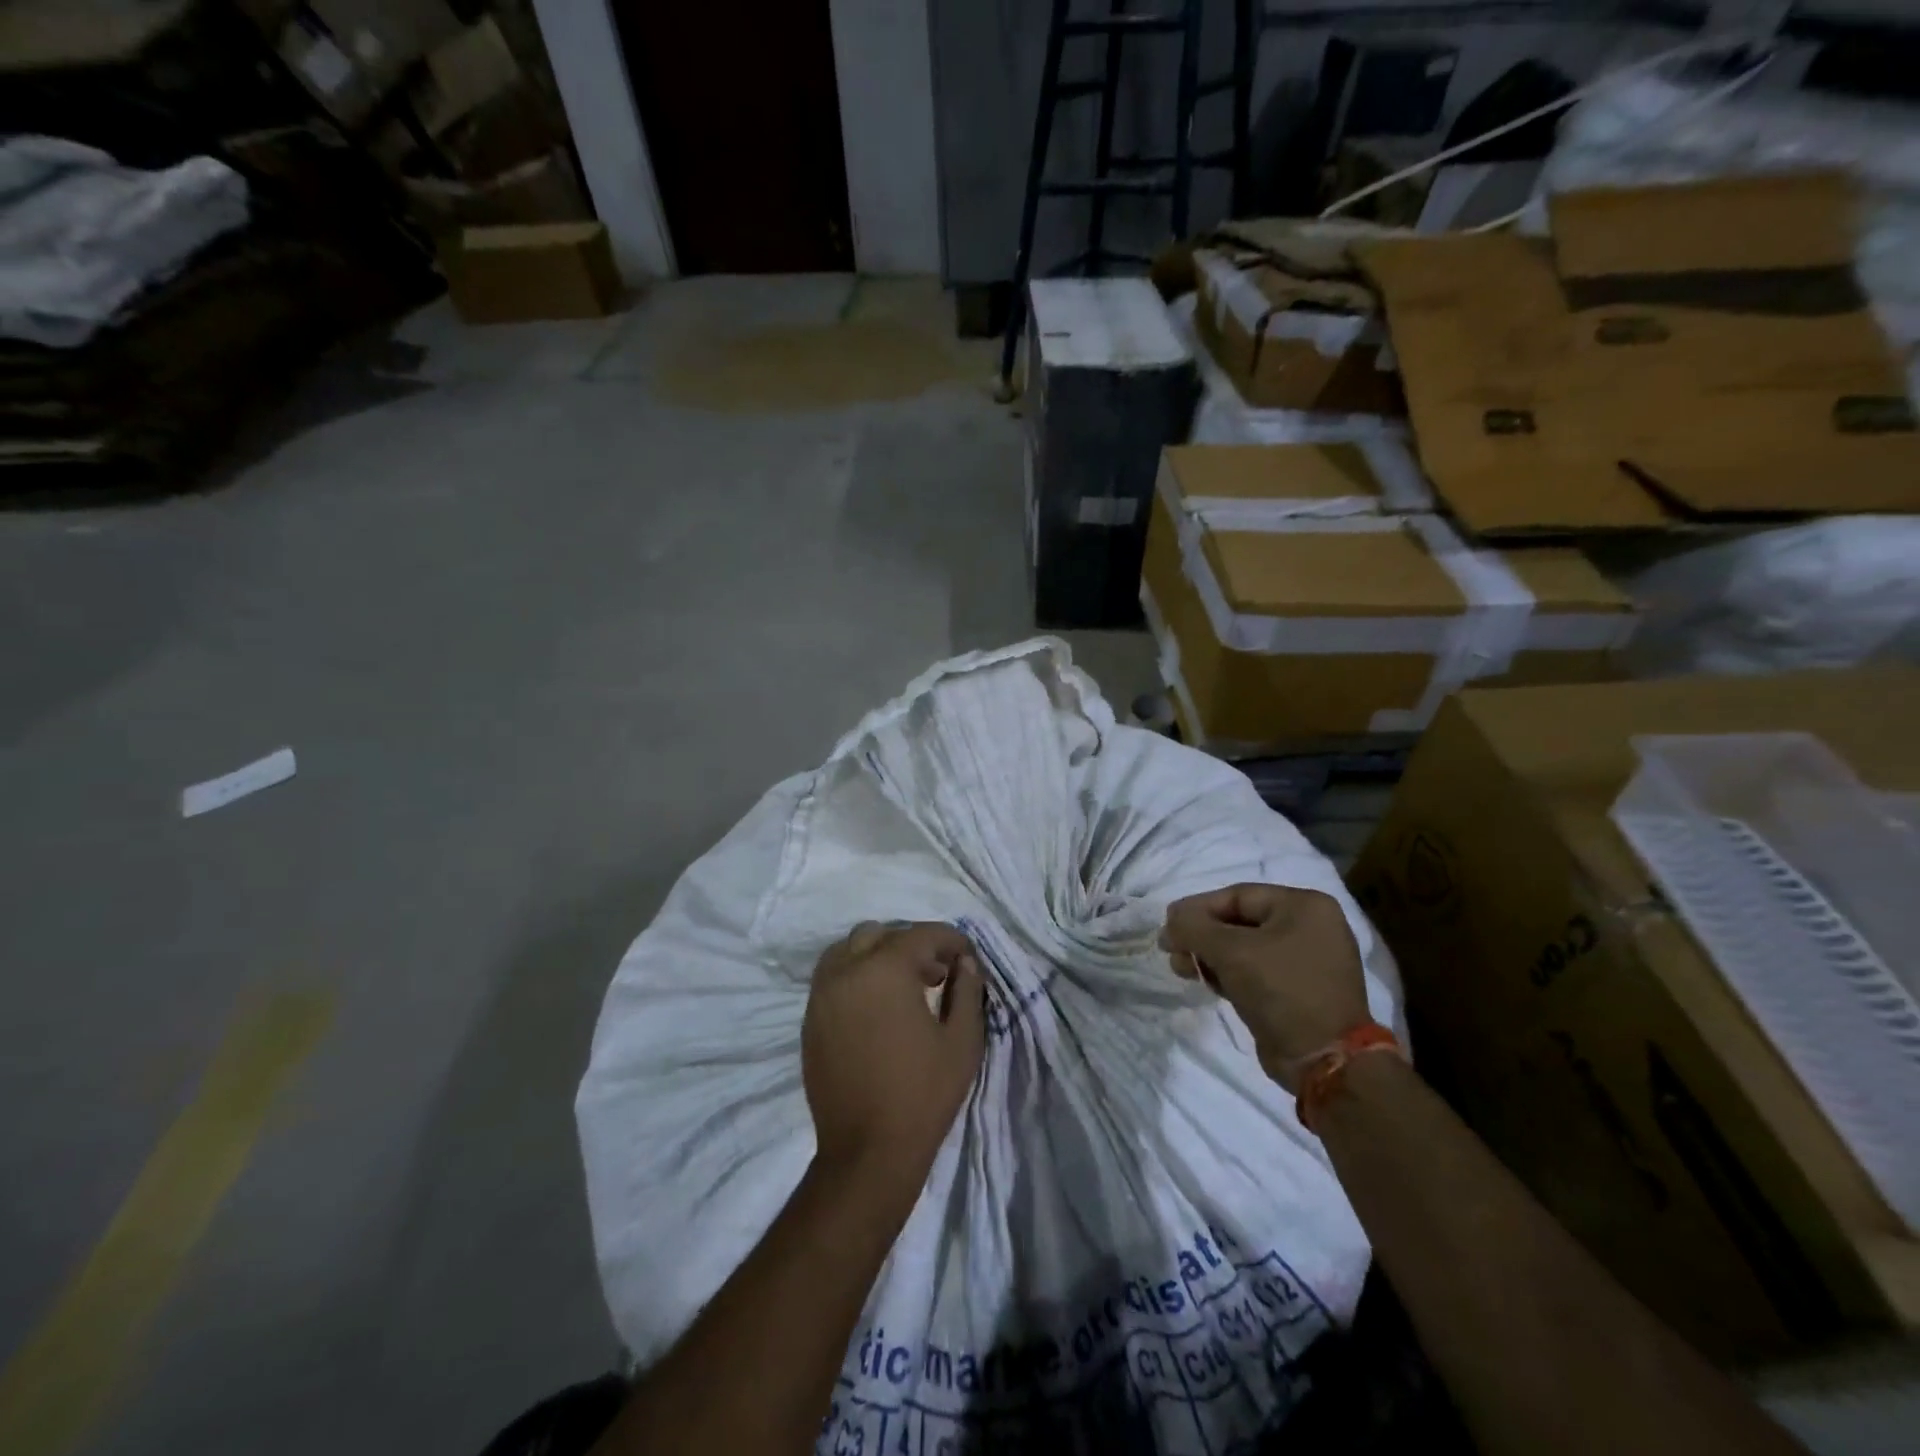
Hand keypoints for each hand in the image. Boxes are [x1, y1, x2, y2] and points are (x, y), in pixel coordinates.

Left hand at [802, 922, 986, 1195]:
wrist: (867, 1152)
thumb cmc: (923, 1094)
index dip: (952, 941)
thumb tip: (965, 962)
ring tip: (905, 986)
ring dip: (879, 955)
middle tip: (938, 974)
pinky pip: (833, 977)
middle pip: (881, 934)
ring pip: (849, 949)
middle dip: (913, 945)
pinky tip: (878, 1007)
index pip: (922, 935)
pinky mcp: (810, 1019)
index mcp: (885, 970)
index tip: (969, 958)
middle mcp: (847, 971)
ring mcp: (822, 994)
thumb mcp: (962, 1040)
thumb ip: (967, 990)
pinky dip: (856, 975)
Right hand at [1160, 884, 1369, 1090]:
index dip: (1197, 908)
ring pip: (1245, 948)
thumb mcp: (1230, 951)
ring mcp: (1306, 961)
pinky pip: (1255, 972)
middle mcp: (1310, 928)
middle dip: (1201, 935)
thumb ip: (1194, 928)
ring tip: (1179, 968)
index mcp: (1304, 906)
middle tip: (1170, 949)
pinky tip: (1203, 980)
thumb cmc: (1280, 989)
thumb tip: (1171, 920)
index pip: (1238, 896)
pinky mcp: (1298, 991)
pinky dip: (1227, 974)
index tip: (1167, 924)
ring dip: (1209, 956)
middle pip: (1240, 921)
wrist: (1323, 1059)